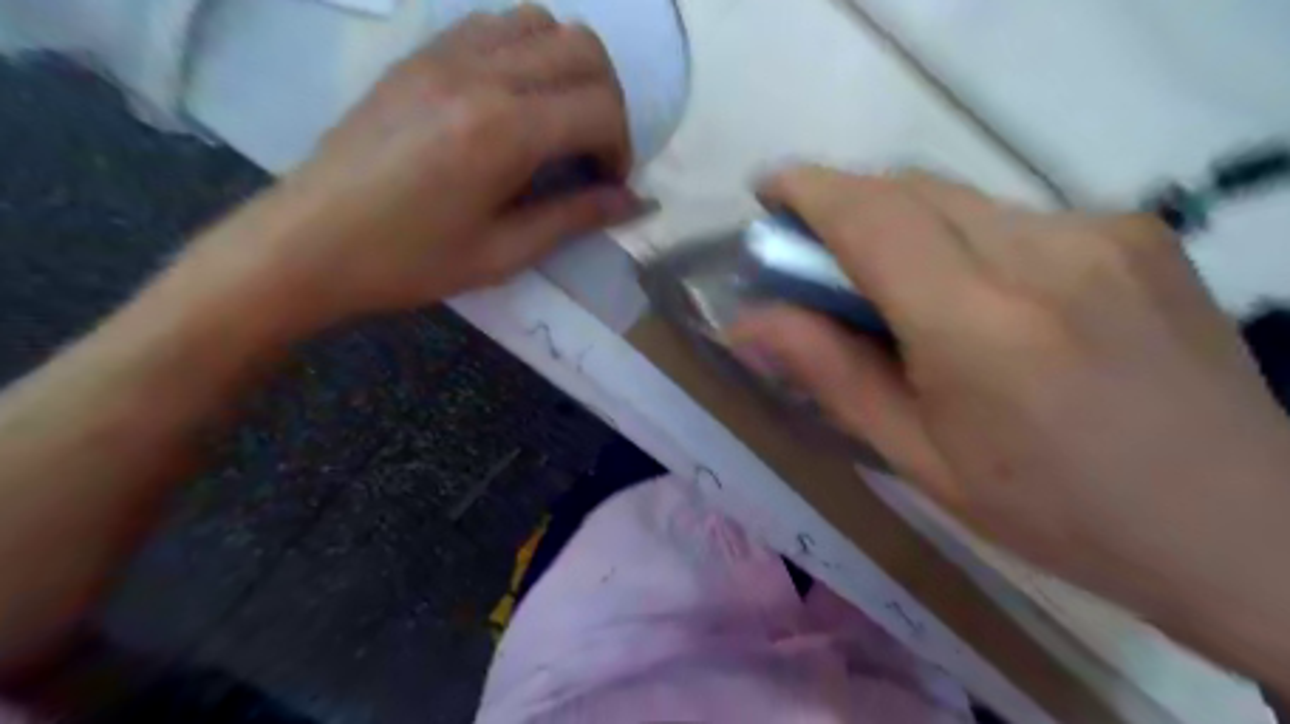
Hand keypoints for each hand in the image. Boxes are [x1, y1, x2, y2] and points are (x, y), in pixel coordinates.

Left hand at [234, 5, 637, 325]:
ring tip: (559, 122)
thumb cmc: (408, 261)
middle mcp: (481, 74)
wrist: (308, 241)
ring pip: (542, 23)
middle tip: (593, 152)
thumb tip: (633, 202)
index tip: (610, 185)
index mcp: (503, 131)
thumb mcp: (502, 254)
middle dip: (609, 102)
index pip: (601, 109)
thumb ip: (574, 218)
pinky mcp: (421, 54)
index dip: (622, 149)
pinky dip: (526, 51)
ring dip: (570, 69)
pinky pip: (494, 24)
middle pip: (584, 50)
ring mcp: (446, 54)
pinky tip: (515, 100)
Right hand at [730, 164, 1288, 672]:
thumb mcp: (917, 456)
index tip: (767, 191)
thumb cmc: (1051, 509)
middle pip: (911, 190)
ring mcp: (1102, 229)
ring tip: (898, 292)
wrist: (1237, 523)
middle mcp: (1044, 253)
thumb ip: (828, 373)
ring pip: (958, 199)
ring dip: (904, 226)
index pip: (872, 218)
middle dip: (847, 206)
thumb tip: (747, 323)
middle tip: (817, 257)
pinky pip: (1010, 215)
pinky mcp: (1134, 227)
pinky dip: (963, 240)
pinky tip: (981, 300)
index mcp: (980, 325)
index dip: (808, 189)